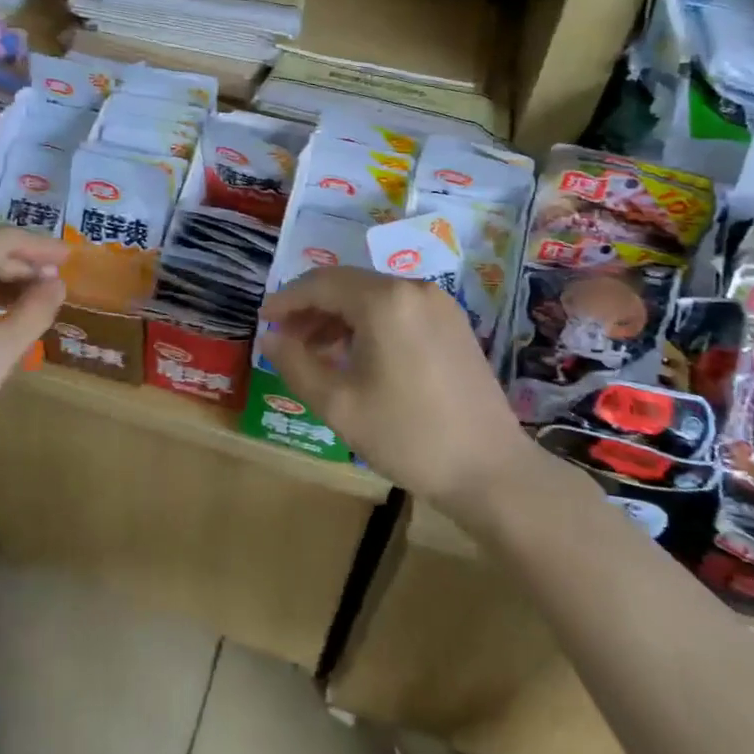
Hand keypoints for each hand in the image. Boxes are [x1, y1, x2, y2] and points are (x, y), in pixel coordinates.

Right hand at [261, 267, 554, 512]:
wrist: (490, 470)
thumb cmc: (408, 435)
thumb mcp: (338, 404)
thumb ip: (295, 364)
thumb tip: (268, 338)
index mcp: (384, 301)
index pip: (321, 284)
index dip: (286, 300)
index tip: (263, 320)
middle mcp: (413, 289)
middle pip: (348, 285)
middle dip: (311, 308)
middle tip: (285, 339)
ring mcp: (439, 304)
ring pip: (373, 296)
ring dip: (338, 316)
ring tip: (314, 351)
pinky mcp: (453, 324)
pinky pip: (397, 309)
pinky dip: (368, 323)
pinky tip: (355, 355)